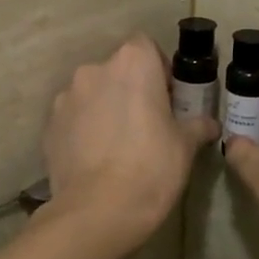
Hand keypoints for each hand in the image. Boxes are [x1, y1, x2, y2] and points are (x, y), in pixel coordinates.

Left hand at [42, 36, 217, 248]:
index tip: (167, 98)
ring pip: (93, 93)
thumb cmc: (152, 168)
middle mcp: (94, 70)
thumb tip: (209, 124)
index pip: (146, 47)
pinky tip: (96, 159)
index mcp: (132, 63)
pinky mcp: (49, 125)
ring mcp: (66, 97)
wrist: (98, 211)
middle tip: (146, 123)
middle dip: (130, 89)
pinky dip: (84, 129)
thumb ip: (197, 126)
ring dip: (105, 108)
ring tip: (117, 145)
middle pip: (117, 70)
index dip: (158, 69)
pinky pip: (73, 118)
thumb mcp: (185, 146)